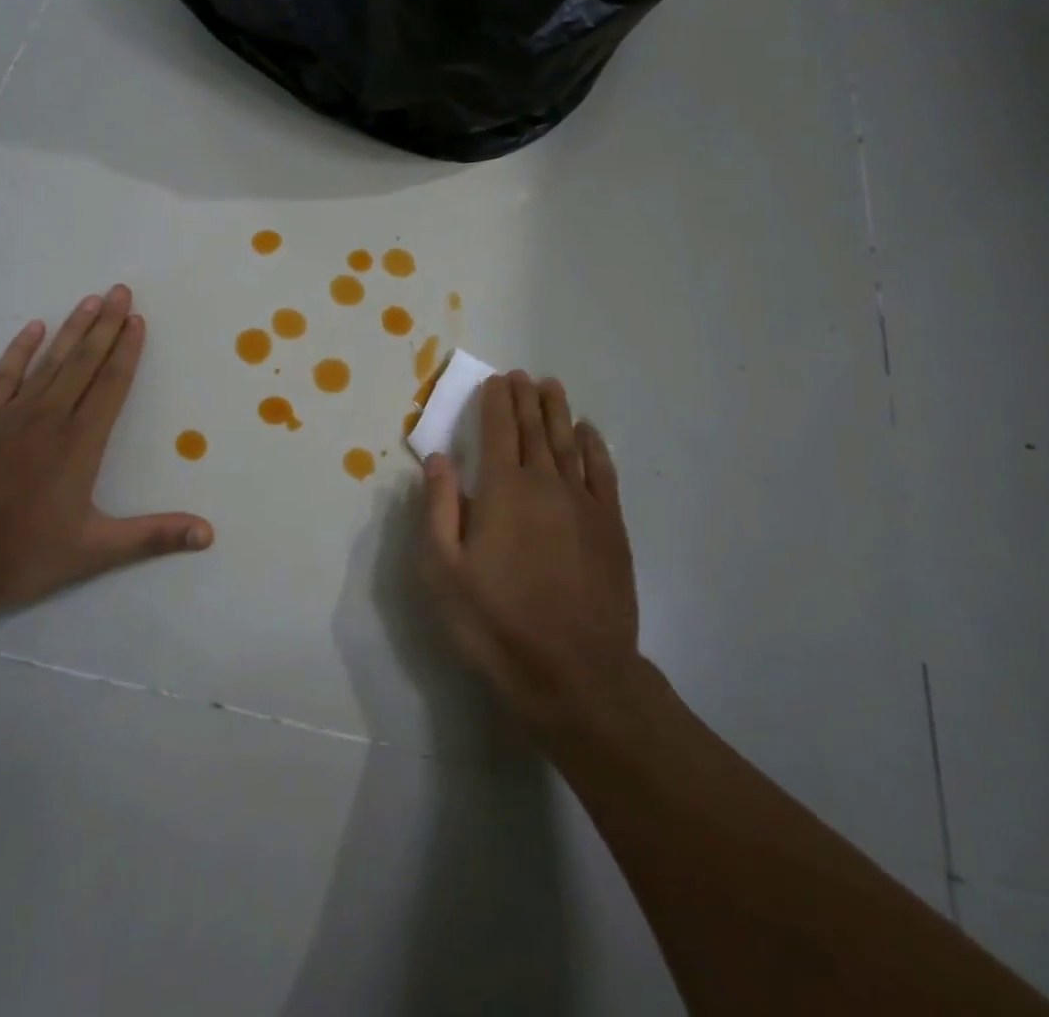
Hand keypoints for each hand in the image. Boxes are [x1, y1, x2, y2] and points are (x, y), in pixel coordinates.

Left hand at [0, 284, 212, 617]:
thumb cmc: (19, 556)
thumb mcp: (93, 551)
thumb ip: (153, 536)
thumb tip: (208, 534)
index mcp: (80, 443)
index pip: (112, 385)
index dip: (127, 351)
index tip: (138, 320)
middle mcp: (50, 418)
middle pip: (84, 362)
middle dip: (106, 325)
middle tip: (121, 291)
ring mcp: (11, 415)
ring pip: (50, 361)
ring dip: (72, 329)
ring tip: (91, 300)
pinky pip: (4, 375)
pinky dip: (19, 350)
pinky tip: (32, 328)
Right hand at [422, 371, 639, 730]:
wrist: (576, 672)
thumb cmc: (497, 622)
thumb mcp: (444, 571)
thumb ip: (438, 508)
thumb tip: (438, 458)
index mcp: (503, 490)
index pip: (499, 431)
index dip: (496, 402)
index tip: (496, 381)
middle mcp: (546, 484)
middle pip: (535, 429)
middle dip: (526, 398)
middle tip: (521, 375)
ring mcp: (584, 503)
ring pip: (569, 443)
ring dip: (558, 411)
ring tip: (551, 386)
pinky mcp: (610, 527)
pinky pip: (603, 472)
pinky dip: (595, 447)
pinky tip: (589, 432)